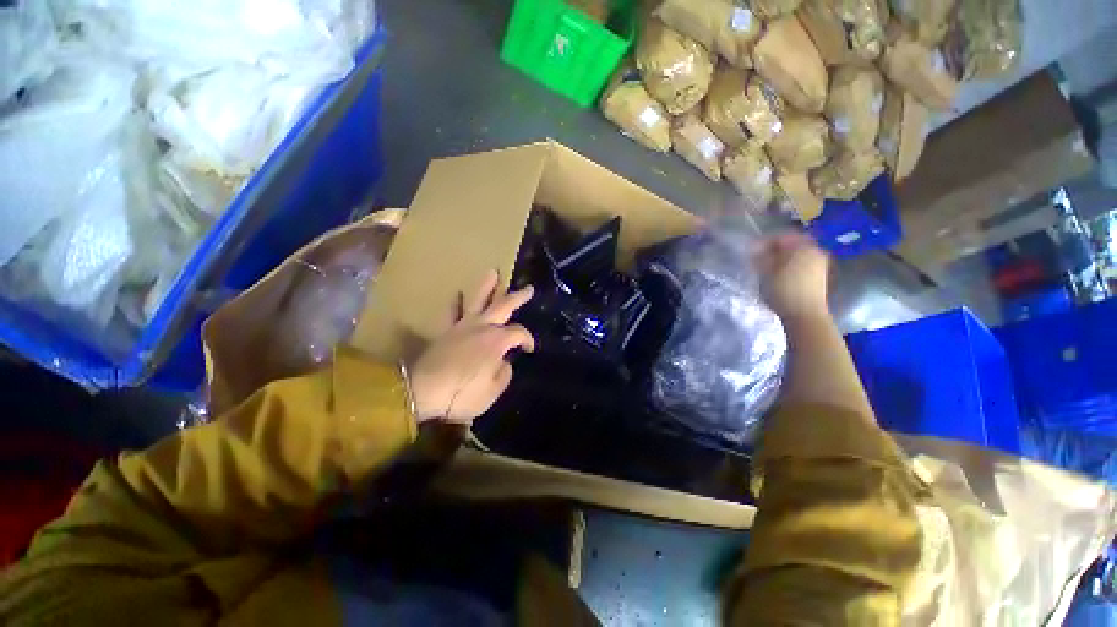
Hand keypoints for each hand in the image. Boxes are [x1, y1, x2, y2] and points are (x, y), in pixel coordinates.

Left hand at [408, 270, 535, 424]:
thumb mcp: (492, 391)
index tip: (529, 349)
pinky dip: (454, 302)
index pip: (518, 333)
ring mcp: (462, 326)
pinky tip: (457, 293)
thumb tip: (504, 362)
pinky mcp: (445, 331)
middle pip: (503, 306)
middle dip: (517, 297)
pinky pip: (450, 312)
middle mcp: (482, 327)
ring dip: (486, 286)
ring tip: (492, 273)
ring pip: (476, 300)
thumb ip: (503, 374)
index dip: (527, 339)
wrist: (422, 393)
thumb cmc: (462, 394)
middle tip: (528, 289)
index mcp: (497, 341)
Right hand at [754, 232, 829, 320]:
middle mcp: (813, 250)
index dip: (763, 242)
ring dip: (782, 258)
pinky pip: (802, 263)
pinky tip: (780, 275)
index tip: (750, 250)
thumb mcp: (765, 271)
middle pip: (791, 244)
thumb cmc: (783, 291)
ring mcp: (819, 263)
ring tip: (768, 267)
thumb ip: (760, 256)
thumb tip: (755, 248)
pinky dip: (790, 265)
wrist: (805, 314)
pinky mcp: (820, 276)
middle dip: (774, 250)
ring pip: (796, 254)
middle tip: (759, 258)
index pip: (779, 237)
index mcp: (801, 246)